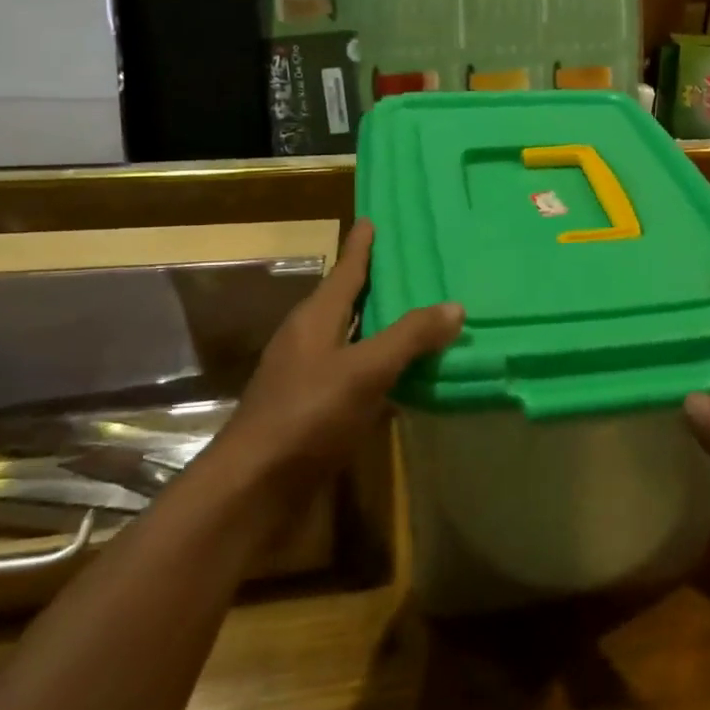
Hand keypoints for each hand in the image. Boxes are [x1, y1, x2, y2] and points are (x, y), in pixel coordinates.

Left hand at [213, 220, 461, 481]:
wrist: (254, 490)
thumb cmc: (306, 415)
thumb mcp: (363, 370)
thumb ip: (409, 337)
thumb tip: (455, 306)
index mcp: (315, 320)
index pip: (345, 271)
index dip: (360, 247)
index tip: (373, 219)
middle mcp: (310, 342)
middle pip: (347, 302)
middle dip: (376, 284)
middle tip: (414, 265)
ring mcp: (310, 378)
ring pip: (354, 340)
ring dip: (383, 328)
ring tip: (422, 315)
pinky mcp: (316, 412)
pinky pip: (358, 377)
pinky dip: (383, 370)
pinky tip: (409, 377)